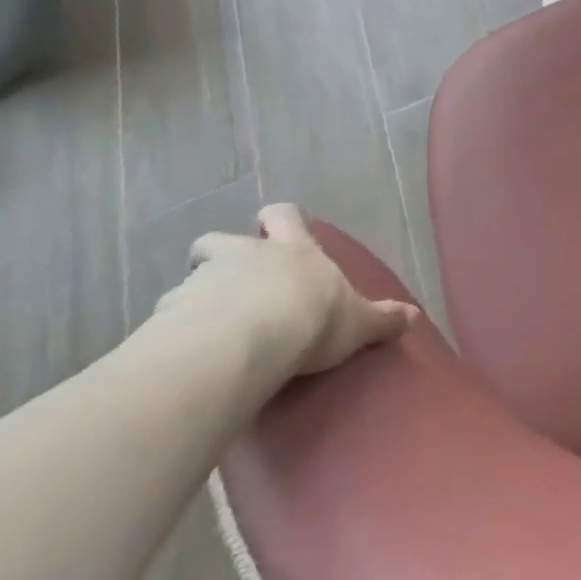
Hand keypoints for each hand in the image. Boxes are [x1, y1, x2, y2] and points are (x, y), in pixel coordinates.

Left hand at [155, 203, 416, 377]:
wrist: (242, 344)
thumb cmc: (310, 318)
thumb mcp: (357, 321)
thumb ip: (383, 319)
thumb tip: (415, 316)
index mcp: (291, 250)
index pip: (281, 216)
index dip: (277, 221)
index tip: (272, 229)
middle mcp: (243, 257)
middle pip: (218, 241)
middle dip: (219, 255)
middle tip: (228, 283)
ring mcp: (200, 284)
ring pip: (188, 283)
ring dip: (195, 302)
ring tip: (205, 335)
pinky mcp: (166, 319)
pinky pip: (166, 324)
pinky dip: (172, 339)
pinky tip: (184, 363)